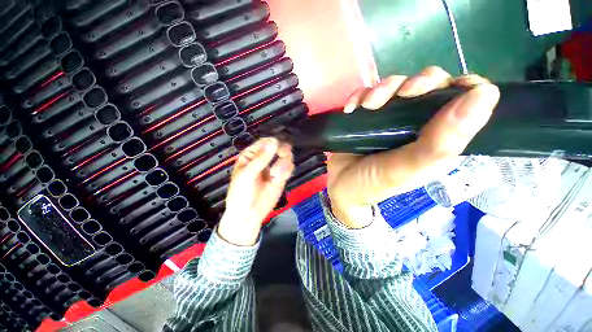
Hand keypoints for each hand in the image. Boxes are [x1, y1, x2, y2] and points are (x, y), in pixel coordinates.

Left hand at [218, 137, 293, 245]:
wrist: (248, 214)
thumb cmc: (241, 193)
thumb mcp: (247, 174)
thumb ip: (261, 159)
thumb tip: (274, 142)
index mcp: (251, 155)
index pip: (264, 142)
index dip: (272, 142)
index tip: (276, 147)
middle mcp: (264, 159)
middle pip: (278, 147)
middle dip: (282, 151)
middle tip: (282, 156)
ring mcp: (274, 167)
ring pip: (286, 156)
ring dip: (283, 164)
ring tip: (276, 175)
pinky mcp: (281, 177)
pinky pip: (289, 168)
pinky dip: (286, 171)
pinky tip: (278, 179)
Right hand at [329, 67, 499, 227]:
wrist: (340, 188)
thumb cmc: (373, 183)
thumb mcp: (407, 169)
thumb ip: (442, 142)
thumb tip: (486, 94)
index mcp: (436, 138)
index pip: (463, 101)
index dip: (460, 86)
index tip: (443, 87)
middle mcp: (415, 124)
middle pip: (428, 86)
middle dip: (415, 83)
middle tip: (400, 94)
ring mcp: (387, 119)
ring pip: (395, 86)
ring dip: (381, 90)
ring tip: (366, 107)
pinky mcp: (365, 117)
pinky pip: (366, 95)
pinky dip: (358, 96)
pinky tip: (350, 109)